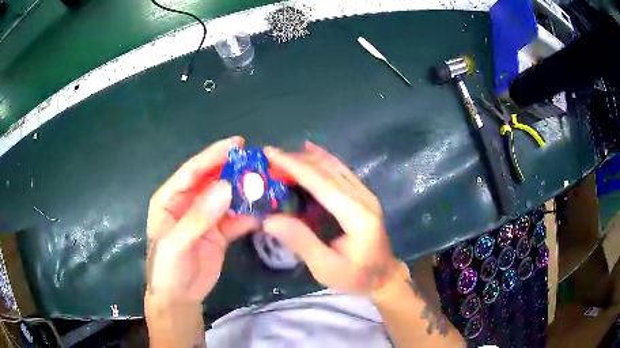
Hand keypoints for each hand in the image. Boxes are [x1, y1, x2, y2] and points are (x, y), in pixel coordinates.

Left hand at [145, 136, 257, 305]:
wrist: (179, 298)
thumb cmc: (167, 267)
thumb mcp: (177, 242)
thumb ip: (199, 216)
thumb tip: (226, 187)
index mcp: (170, 199)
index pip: (192, 171)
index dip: (213, 155)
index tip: (237, 144)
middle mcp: (188, 203)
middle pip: (213, 181)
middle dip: (234, 171)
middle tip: (258, 163)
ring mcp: (206, 218)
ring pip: (227, 199)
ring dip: (245, 193)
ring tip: (267, 185)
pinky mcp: (220, 233)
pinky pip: (236, 219)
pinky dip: (249, 215)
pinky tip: (263, 212)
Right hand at [263, 142, 399, 294]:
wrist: (384, 276)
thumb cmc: (356, 276)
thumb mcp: (326, 267)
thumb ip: (301, 242)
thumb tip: (270, 220)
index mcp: (356, 215)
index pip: (322, 182)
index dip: (294, 166)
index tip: (271, 154)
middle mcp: (364, 198)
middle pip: (328, 169)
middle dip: (298, 159)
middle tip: (271, 155)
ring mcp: (366, 195)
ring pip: (335, 166)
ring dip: (308, 158)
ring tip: (284, 154)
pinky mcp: (364, 196)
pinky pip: (341, 172)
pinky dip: (322, 161)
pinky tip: (310, 153)